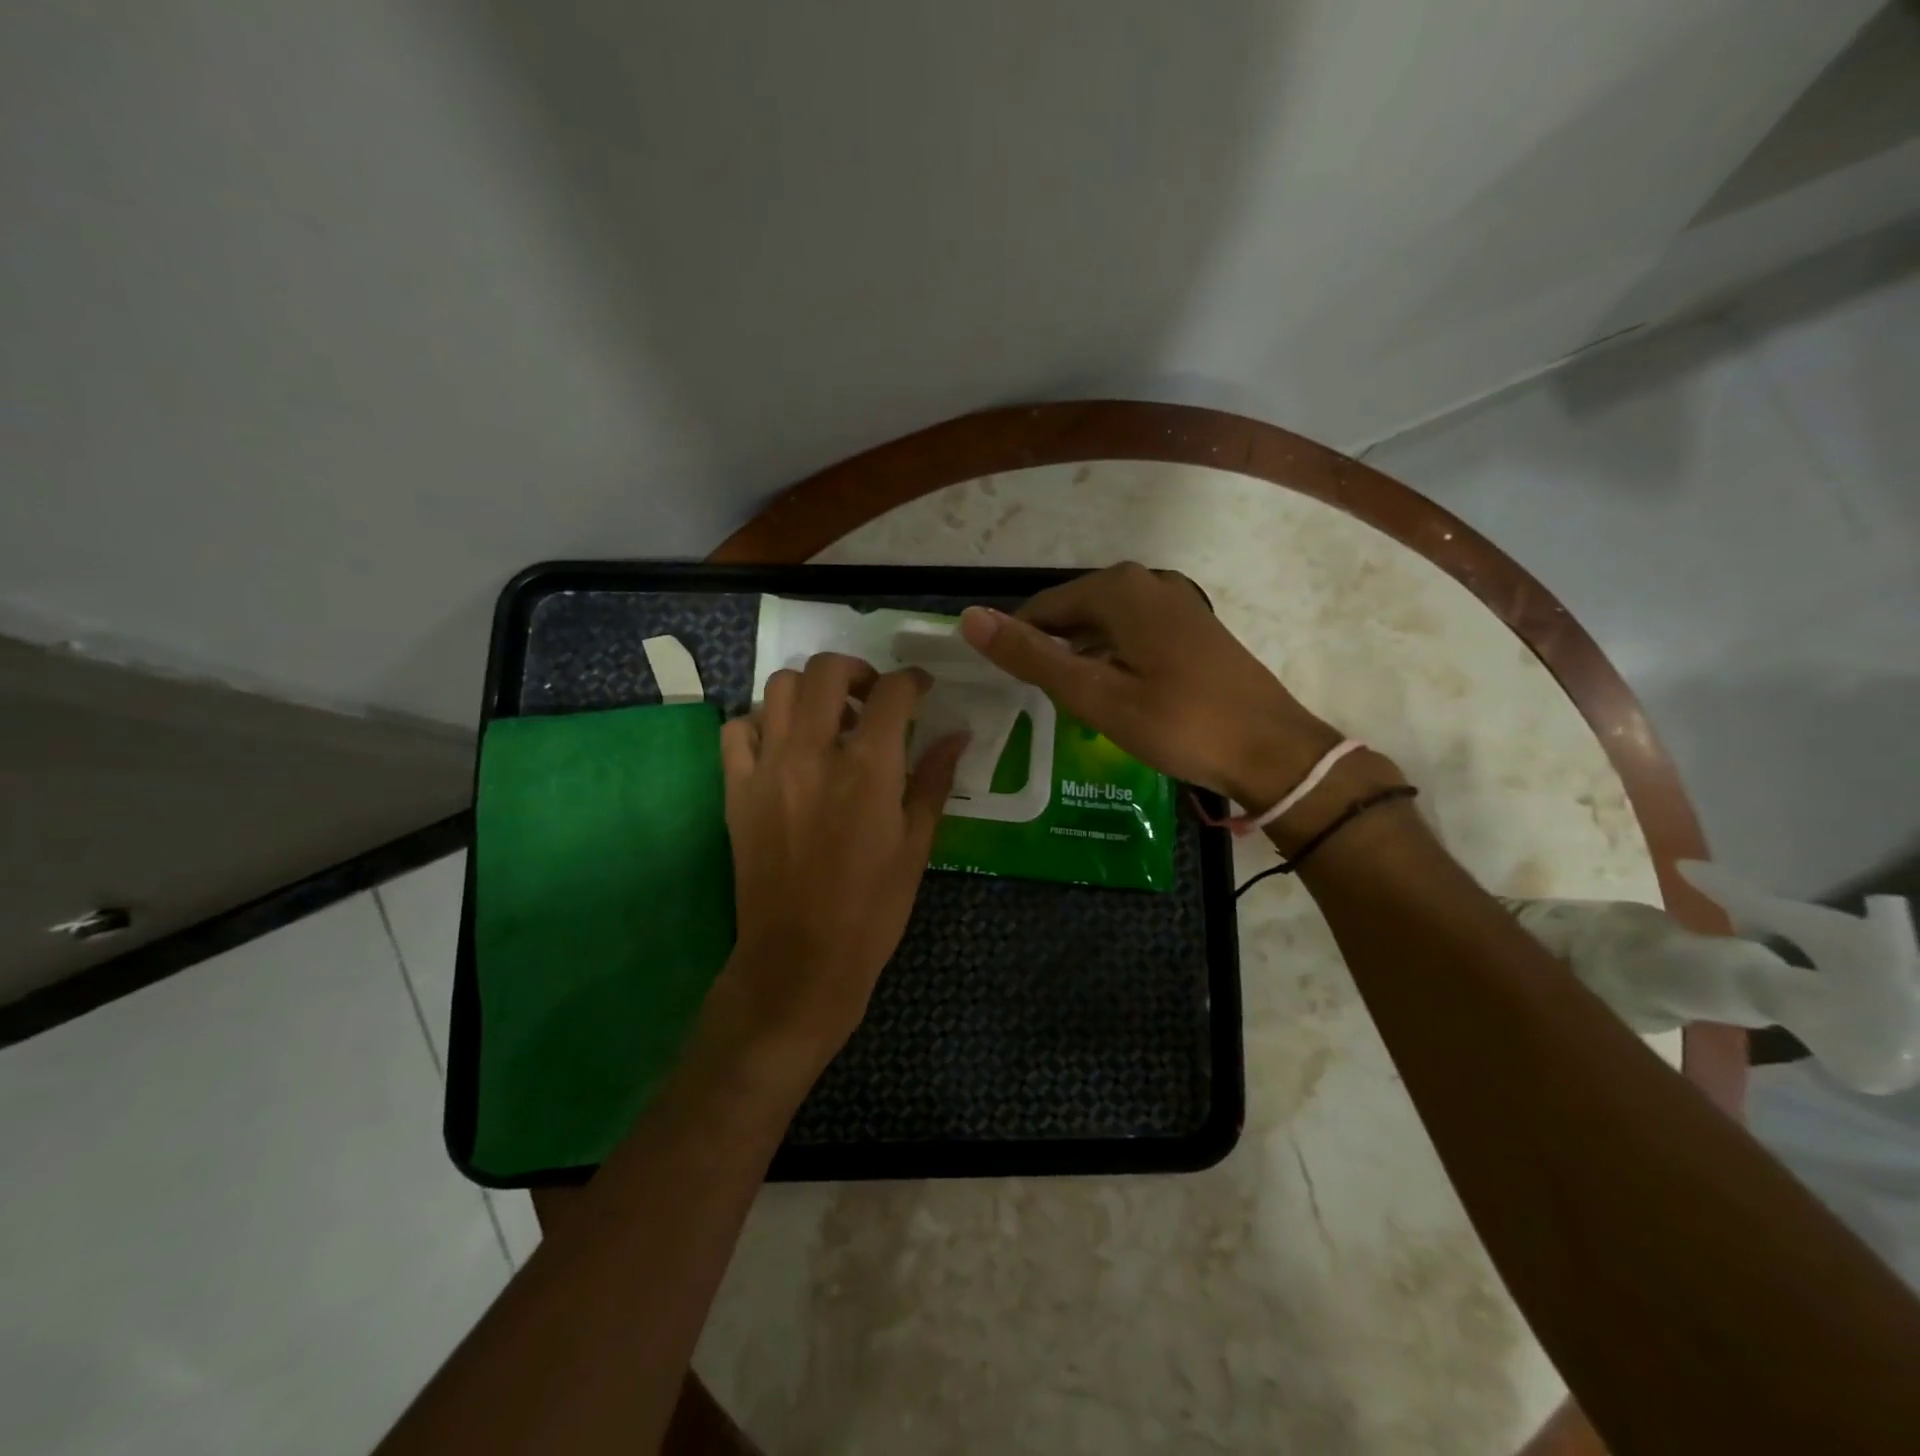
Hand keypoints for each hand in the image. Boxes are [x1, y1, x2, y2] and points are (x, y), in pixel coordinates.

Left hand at [711, 653, 966, 1073]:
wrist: (800, 960)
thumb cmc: (871, 909)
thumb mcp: (916, 846)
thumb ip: (934, 781)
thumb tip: (956, 735)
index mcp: (867, 770)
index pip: (891, 693)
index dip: (912, 681)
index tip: (921, 689)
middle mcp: (813, 754)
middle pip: (826, 671)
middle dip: (857, 671)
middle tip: (872, 697)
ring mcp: (767, 769)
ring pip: (777, 687)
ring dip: (808, 690)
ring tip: (827, 719)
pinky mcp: (736, 790)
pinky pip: (736, 730)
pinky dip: (760, 722)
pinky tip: (782, 745)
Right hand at [959, 562, 1340, 811]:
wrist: (1272, 750)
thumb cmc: (1178, 723)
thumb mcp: (1095, 694)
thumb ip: (1031, 655)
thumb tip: (969, 619)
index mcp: (1119, 590)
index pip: (1042, 608)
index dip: (1017, 645)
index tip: (1008, 688)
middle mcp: (1147, 582)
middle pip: (1074, 612)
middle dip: (1051, 651)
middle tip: (1041, 703)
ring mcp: (1175, 602)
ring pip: (1103, 625)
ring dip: (1080, 658)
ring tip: (1069, 704)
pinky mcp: (1192, 627)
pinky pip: (1132, 635)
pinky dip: (1111, 660)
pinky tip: (1112, 695)